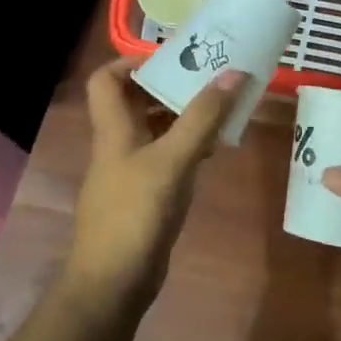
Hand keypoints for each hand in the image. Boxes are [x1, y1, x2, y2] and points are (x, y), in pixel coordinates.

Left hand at [66, 58, 244, 308]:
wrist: (113, 284)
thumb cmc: (135, 213)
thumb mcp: (172, 160)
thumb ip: (202, 118)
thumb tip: (233, 73)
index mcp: (114, 128)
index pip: (107, 78)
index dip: (132, 61)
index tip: (173, 56)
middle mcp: (119, 144)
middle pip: (136, 100)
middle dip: (171, 85)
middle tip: (210, 76)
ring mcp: (131, 171)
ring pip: (155, 129)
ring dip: (184, 115)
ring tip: (222, 106)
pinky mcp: (146, 195)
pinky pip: (167, 157)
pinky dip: (188, 146)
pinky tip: (215, 148)